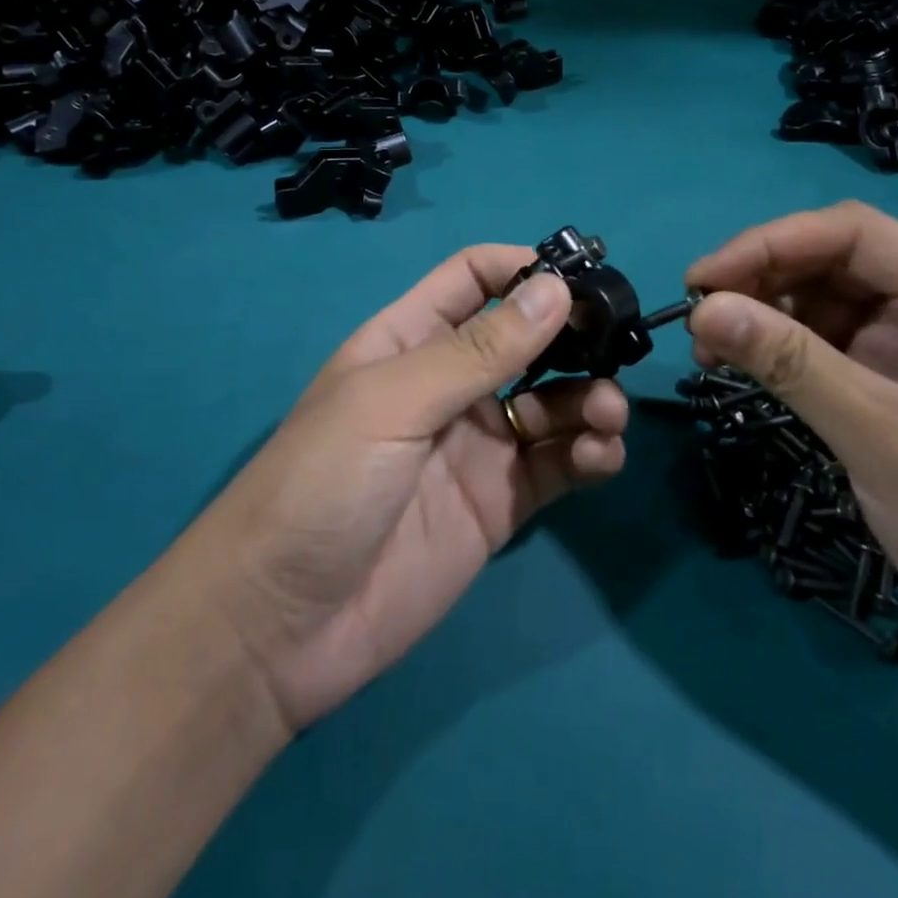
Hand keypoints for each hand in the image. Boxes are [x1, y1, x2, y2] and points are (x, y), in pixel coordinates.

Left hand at [199, 245, 628, 733]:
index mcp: (411, 340)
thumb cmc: (322, 484)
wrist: (279, 629)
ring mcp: (478, 444)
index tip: (582, 279)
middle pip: (526, 339)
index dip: (525, 268)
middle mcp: (450, 384)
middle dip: (574, 337)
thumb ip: (478, 349)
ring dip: (590, 398)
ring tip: (606, 414)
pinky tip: (600, 457)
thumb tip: (556, 287)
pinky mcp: (500, 503)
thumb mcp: (393, 401)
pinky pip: (558, 464)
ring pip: (553, 402)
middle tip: (618, 346)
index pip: (475, 278)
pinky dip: (589, 454)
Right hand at [684, 202, 897, 694]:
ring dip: (769, 312)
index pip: (855, 234)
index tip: (703, 280)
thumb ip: (790, 364)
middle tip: (700, 317)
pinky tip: (752, 365)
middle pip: (840, 259)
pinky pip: (837, 340)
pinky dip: (789, 346)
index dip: (770, 242)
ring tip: (713, 348)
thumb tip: (703, 310)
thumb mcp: (880, 438)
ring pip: (832, 297)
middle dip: (763, 277)